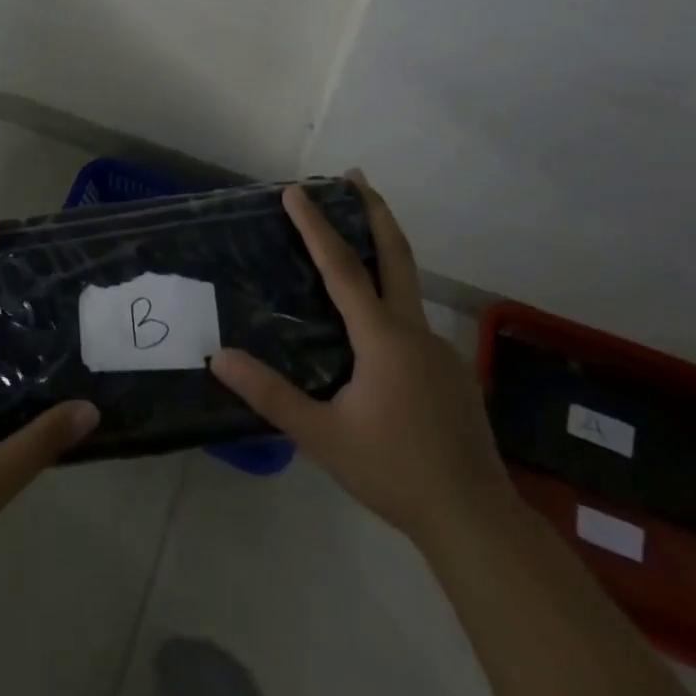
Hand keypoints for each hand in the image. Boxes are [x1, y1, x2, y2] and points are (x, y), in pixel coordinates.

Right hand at [209, 174, 513, 547]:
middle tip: (355, 175)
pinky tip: (374, 330)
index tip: (295, 190)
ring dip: (382, 250)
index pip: (342, 267)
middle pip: (396, 254)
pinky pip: (413, 321)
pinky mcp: (450, 371)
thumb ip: (270, 396)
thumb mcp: (323, 437)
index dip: (316, 226)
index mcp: (382, 338)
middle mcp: (414, 331)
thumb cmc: (394, 472)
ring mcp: (439, 350)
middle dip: (375, 209)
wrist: (476, 520)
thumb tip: (219, 357)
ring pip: (407, 286)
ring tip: (355, 240)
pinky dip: (390, 298)